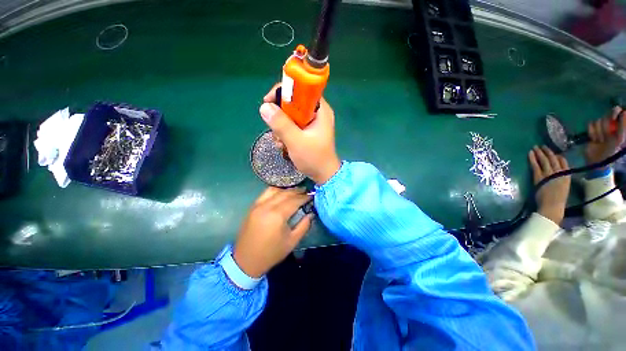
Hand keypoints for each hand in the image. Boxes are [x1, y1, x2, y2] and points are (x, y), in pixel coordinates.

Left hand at [233, 187, 311, 277]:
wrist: (246, 261)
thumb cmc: (272, 253)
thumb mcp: (292, 241)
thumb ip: (304, 225)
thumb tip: (311, 213)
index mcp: (277, 215)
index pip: (294, 200)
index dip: (304, 197)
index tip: (312, 196)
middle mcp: (267, 206)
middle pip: (285, 193)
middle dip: (297, 191)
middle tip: (306, 192)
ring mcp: (258, 205)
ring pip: (275, 190)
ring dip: (286, 190)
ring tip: (295, 192)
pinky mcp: (253, 207)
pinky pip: (265, 193)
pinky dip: (276, 191)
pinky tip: (281, 194)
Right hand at [259, 85, 340, 184]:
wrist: (324, 175)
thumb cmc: (314, 158)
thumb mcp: (296, 141)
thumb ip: (281, 124)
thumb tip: (264, 107)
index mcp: (320, 110)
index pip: (301, 89)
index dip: (283, 92)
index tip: (268, 102)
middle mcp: (317, 113)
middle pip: (293, 103)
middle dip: (280, 116)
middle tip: (275, 129)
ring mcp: (313, 123)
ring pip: (291, 115)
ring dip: (281, 127)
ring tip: (281, 143)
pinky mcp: (308, 131)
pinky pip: (293, 126)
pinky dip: (286, 133)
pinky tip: (284, 146)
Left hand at [529, 146, 570, 224]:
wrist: (552, 205)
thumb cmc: (558, 199)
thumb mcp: (563, 186)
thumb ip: (561, 178)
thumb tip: (556, 173)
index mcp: (567, 175)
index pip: (563, 162)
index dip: (558, 156)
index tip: (555, 152)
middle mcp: (559, 172)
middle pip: (553, 159)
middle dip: (547, 151)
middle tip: (542, 146)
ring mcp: (549, 174)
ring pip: (544, 160)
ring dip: (540, 152)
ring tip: (535, 147)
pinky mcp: (539, 176)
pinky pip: (535, 165)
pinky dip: (532, 158)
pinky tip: (530, 153)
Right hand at [584, 106, 625, 165]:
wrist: (598, 160)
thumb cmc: (611, 151)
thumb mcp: (620, 140)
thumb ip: (623, 127)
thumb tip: (624, 112)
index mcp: (619, 125)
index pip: (618, 111)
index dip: (615, 112)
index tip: (613, 118)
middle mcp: (610, 124)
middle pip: (606, 116)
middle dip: (605, 127)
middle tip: (607, 136)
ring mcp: (600, 127)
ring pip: (597, 121)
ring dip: (598, 132)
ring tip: (600, 140)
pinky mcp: (591, 130)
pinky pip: (590, 125)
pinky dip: (591, 132)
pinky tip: (594, 139)